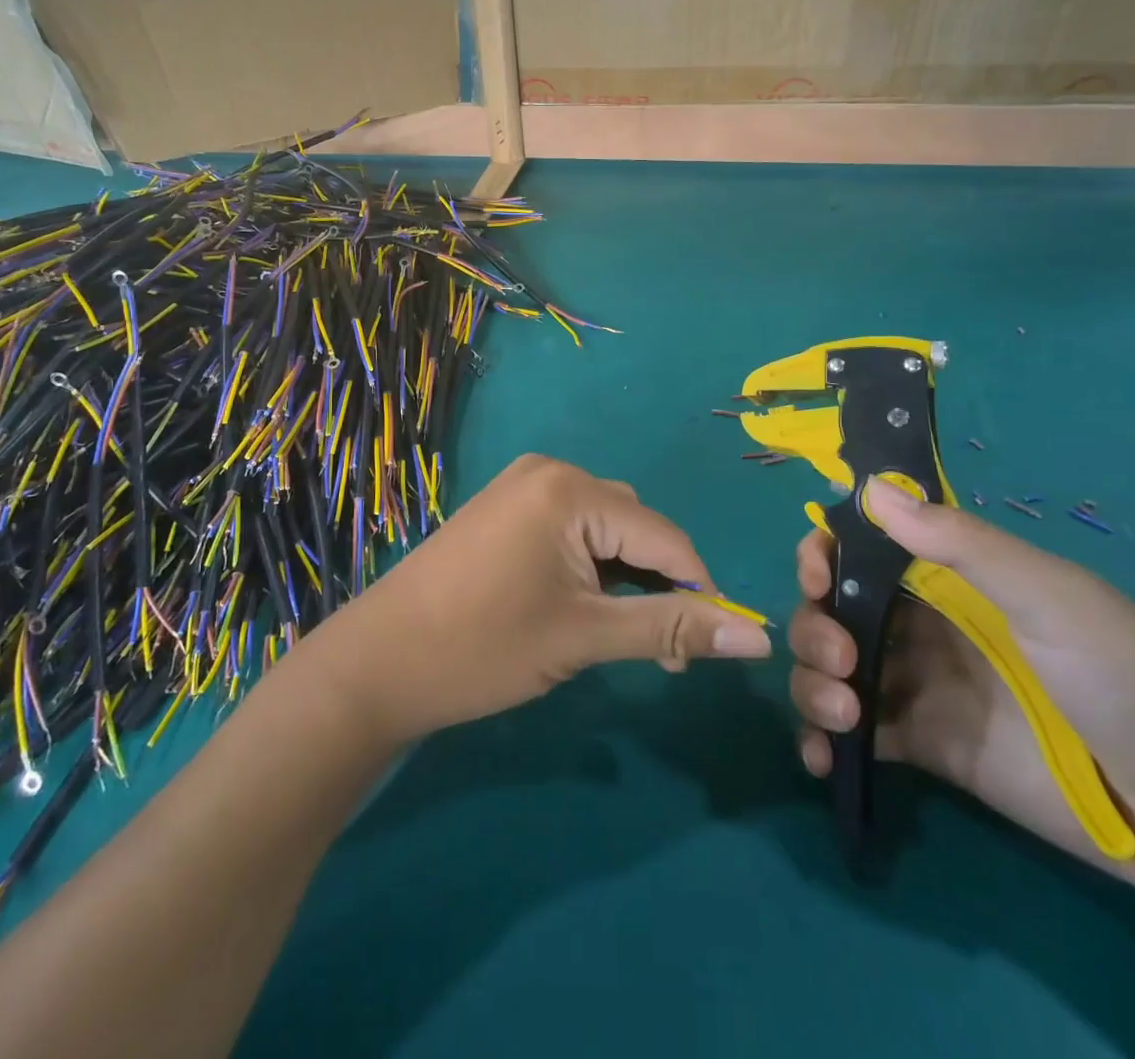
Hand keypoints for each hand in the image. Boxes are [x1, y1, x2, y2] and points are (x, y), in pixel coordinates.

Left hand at [320, 455, 772, 742]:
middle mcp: (549, 472)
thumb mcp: (584, 637)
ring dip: (623, 577)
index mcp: (571, 490)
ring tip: (615, 634)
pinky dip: (587, 565)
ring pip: (602, 528)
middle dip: (656, 584)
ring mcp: (520, 487)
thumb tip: (756, 639)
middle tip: (655, 651)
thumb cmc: (483, 648)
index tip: (706, 648)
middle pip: (633, 525)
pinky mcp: (503, 509)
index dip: (697, 591)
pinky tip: (579, 605)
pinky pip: (568, 528)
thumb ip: (671, 629)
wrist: (378, 662)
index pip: (664, 535)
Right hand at [787, 477, 1134, 898]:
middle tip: (839, 660)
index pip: (860, 549)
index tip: (815, 576)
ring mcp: (919, 687)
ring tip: (844, 715)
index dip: (823, 554)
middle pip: (831, 609)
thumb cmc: (1128, 678)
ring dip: (811, 683)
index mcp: (948, 579)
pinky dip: (822, 740)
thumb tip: (870, 487)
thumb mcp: (1051, 598)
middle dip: (813, 625)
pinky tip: (822, 758)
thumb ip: (962, 544)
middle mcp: (921, 626)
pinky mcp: (923, 747)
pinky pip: (854, 734)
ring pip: (831, 669)